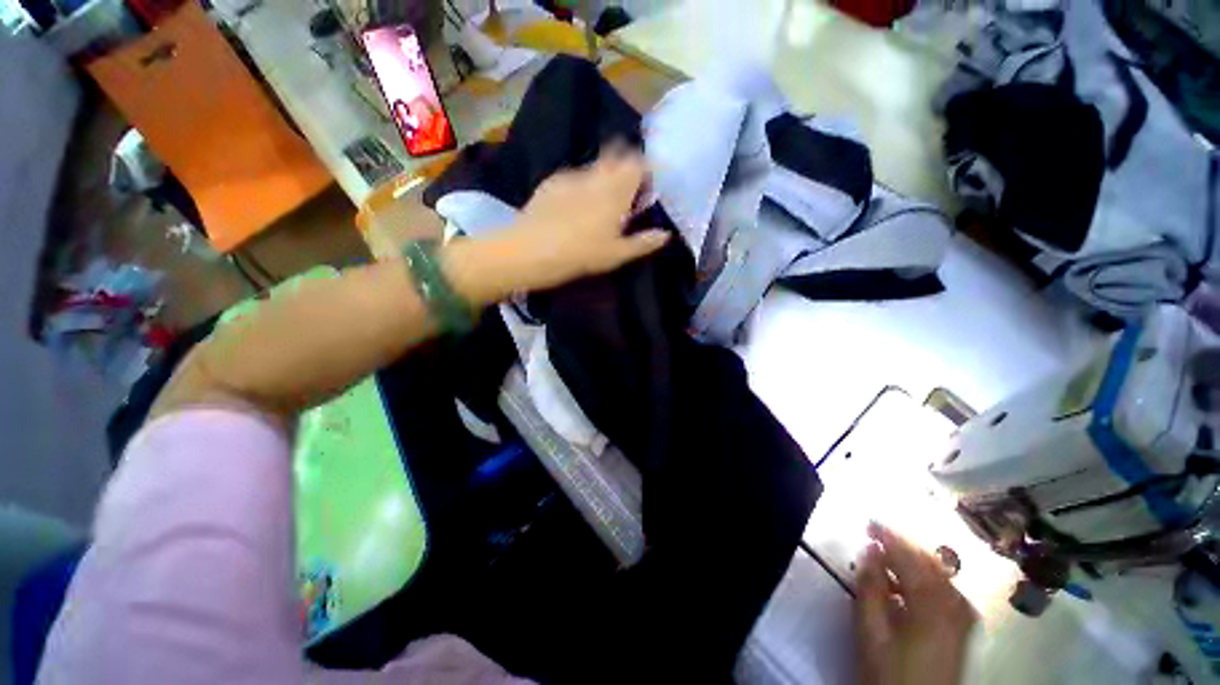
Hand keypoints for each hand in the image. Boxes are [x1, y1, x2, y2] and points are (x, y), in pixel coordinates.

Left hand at [510, 146, 668, 290]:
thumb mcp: (617, 255)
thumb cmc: (582, 254)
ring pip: (595, 165)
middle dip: (626, 165)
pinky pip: (574, 175)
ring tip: (599, 201)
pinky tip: (573, 206)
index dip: (647, 170)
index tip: (647, 188)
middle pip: (617, 154)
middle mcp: (596, 175)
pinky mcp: (551, 182)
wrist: (532, 251)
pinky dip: (581, 184)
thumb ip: (644, 242)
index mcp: (616, 190)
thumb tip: (666, 235)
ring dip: (604, 176)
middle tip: (626, 191)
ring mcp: (571, 175)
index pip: (639, 163)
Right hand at [855, 523, 976, 684]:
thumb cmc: (891, 671)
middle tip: (876, 533)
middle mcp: (953, 603)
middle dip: (902, 544)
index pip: (909, 557)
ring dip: (913, 559)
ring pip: (939, 574)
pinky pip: (946, 589)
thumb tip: (868, 550)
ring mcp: (962, 616)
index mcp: (931, 602)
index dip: (888, 536)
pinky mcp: (962, 627)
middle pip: (929, 562)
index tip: (868, 522)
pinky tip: (911, 583)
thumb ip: (869, 588)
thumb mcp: (872, 631)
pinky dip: (926, 577)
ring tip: (888, 555)